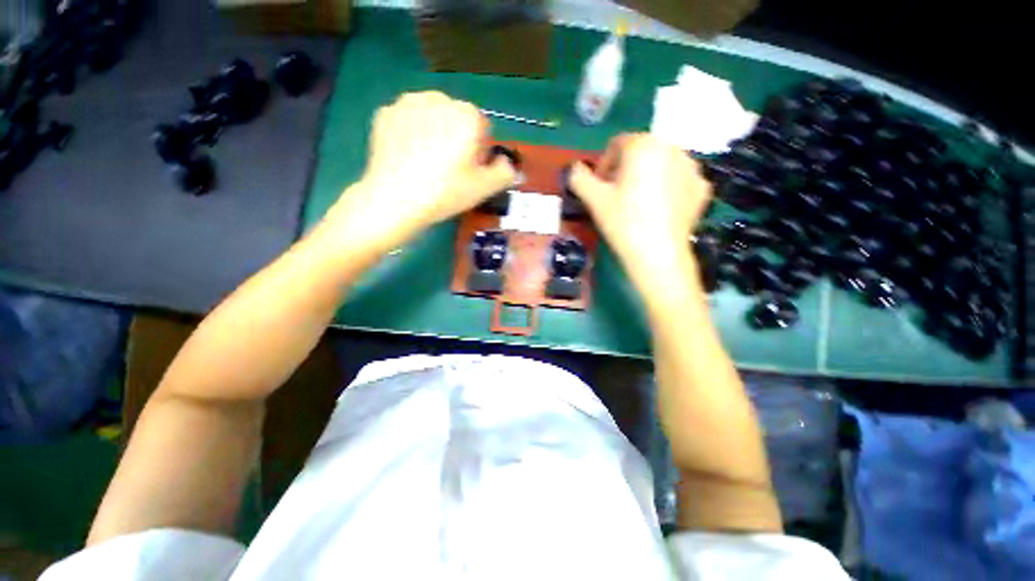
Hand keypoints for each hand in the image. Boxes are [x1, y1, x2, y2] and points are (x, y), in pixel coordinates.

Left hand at [320, 92, 516, 255]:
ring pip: (431, 116)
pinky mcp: (384, 113)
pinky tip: (407, 157)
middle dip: (457, 138)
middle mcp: (438, 99)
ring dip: (434, 132)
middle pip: (456, 118)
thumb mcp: (485, 188)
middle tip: (448, 169)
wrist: (395, 200)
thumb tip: (505, 162)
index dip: (478, 150)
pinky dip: (411, 133)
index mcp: (466, 115)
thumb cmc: (446, 192)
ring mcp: (407, 103)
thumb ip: (506, 171)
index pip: (482, 127)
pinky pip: (407, 120)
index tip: (469, 171)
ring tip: (426, 163)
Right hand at [569, 133, 710, 279]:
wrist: (657, 254)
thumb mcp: (593, 199)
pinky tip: (658, 210)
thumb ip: (578, 178)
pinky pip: (679, 181)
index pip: (617, 144)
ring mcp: (692, 168)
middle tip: (616, 196)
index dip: (603, 165)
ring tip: (637, 204)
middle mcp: (672, 147)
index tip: (599, 187)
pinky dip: (667, 189)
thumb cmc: (623, 221)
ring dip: (646, 177)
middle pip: (641, 153)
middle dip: (625, 170)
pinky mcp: (702, 188)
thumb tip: (575, 168)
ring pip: (661, 165)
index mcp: (644, 145)